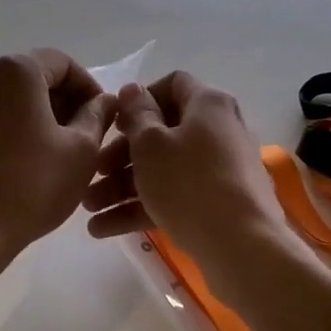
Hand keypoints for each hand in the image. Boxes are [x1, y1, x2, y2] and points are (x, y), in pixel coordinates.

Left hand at [0, 50, 115, 263]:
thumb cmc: (32, 186)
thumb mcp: (81, 150)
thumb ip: (97, 115)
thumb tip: (105, 100)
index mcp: (14, 71)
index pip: (63, 63)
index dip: (89, 87)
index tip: (104, 117)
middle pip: (34, 78)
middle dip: (64, 102)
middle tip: (86, 136)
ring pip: (11, 99)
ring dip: (39, 117)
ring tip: (59, 152)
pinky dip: (13, 129)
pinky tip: (28, 161)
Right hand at [83, 71, 288, 284]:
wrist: (241, 246)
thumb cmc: (189, 183)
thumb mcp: (151, 145)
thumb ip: (136, 114)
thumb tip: (133, 90)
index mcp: (208, 105)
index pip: (172, 84)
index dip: (139, 100)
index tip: (114, 123)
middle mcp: (219, 130)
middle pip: (163, 133)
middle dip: (120, 154)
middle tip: (94, 172)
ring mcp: (222, 170)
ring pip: (164, 169)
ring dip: (123, 186)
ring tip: (89, 208)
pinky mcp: (219, 204)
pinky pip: (175, 196)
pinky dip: (143, 207)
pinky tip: (104, 229)